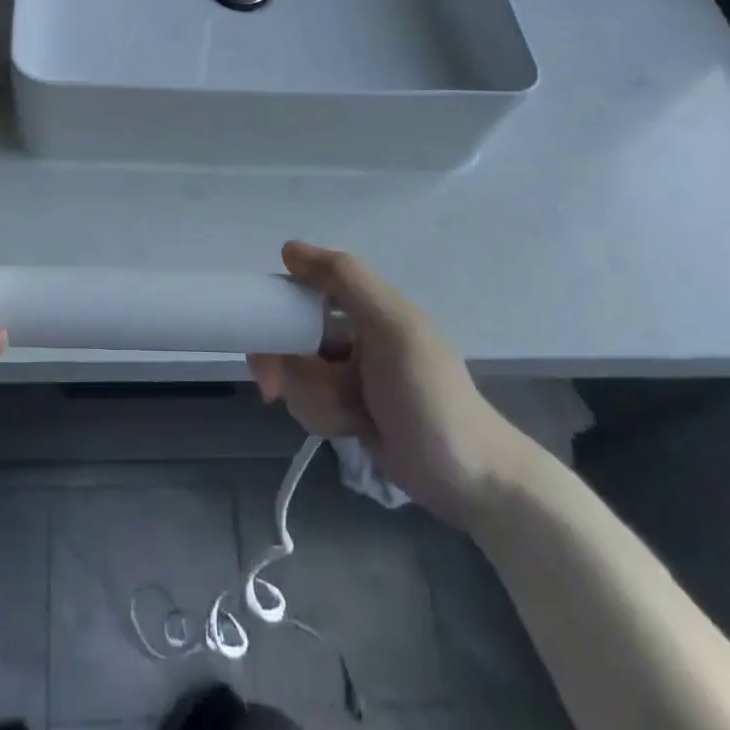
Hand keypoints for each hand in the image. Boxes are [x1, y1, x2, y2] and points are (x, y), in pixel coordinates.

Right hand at [249, 242, 531, 528]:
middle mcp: (356, 332)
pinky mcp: (348, 409)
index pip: (306, 287)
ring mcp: (351, 373)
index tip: (259, 330)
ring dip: (313, 398)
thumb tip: (289, 249)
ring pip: (297, 374)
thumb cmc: (430, 396)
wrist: (470, 480)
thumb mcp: (393, 328)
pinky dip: (324, 418)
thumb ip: (347, 281)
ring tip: (349, 417)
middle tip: (273, 387)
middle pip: (292, 336)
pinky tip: (355, 430)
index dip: (278, 306)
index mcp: (369, 305)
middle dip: (289, 367)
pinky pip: (310, 403)